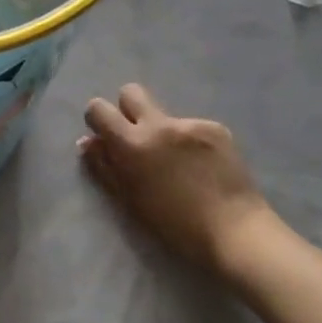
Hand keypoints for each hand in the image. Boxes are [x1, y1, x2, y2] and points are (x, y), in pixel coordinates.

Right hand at [78, 84, 272, 275]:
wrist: (234, 230)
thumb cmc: (175, 226)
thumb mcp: (130, 201)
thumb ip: (105, 168)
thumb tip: (87, 142)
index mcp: (133, 144)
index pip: (99, 108)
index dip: (97, 119)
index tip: (105, 136)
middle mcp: (159, 124)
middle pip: (131, 92)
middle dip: (127, 109)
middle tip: (136, 137)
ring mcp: (190, 123)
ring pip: (164, 114)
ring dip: (162, 131)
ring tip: (179, 164)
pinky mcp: (215, 128)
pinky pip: (192, 127)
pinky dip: (191, 142)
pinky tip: (203, 167)